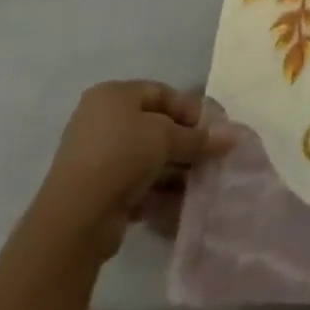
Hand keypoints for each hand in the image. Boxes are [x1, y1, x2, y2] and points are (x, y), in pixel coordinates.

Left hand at [28, 81, 233, 260]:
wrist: (76, 217)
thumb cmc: (122, 156)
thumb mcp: (167, 137)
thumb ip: (199, 137)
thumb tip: (233, 136)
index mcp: (113, 95)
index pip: (162, 93)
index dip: (192, 109)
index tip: (215, 130)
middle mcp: (102, 120)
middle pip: (155, 126)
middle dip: (186, 142)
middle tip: (211, 156)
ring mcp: (97, 156)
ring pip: (147, 157)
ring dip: (176, 168)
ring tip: (201, 181)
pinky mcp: (97, 189)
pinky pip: (136, 182)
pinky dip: (158, 189)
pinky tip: (181, 201)